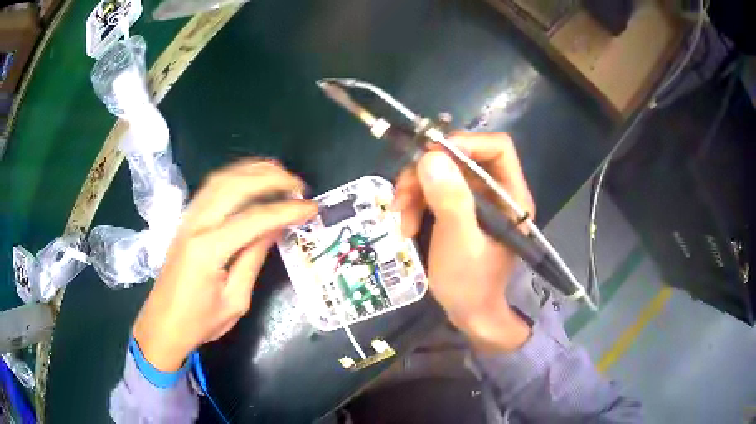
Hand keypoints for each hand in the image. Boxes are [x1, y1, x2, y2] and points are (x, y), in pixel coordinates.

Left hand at [132, 160, 317, 370]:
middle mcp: (196, 224)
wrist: (163, 324)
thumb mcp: (235, 300)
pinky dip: (235, 176)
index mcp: (209, 249)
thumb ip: (253, 259)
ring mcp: (188, 218)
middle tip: (298, 184)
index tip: (312, 208)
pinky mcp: (186, 220)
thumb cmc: (200, 322)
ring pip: (221, 178)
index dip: (287, 210)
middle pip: (236, 185)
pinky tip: (251, 180)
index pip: (255, 218)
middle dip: (271, 178)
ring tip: (280, 173)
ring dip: (253, 170)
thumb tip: (275, 229)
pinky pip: (211, 187)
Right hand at [393, 133, 534, 352]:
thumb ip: (450, 200)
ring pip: (441, 173)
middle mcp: (495, 192)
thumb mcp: (459, 242)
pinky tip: (405, 225)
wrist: (467, 314)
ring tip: (401, 218)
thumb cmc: (470, 284)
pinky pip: (433, 191)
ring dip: (414, 191)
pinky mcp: (458, 209)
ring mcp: (475, 201)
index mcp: (511, 197)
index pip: (497, 148)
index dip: (466, 143)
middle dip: (427, 173)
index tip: (430, 156)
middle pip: (461, 159)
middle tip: (403, 195)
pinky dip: (415, 203)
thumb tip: (431, 156)